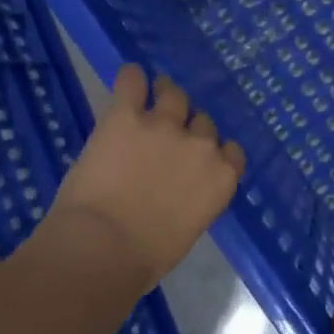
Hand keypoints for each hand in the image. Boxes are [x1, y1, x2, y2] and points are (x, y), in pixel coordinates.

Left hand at [46, 65, 245, 288]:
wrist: (103, 249)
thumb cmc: (146, 257)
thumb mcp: (188, 229)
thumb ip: (193, 199)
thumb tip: (178, 192)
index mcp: (221, 178)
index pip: (230, 150)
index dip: (212, 151)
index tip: (197, 158)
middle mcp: (201, 145)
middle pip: (203, 122)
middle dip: (188, 127)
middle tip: (168, 135)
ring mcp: (164, 125)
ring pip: (174, 94)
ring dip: (165, 95)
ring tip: (152, 97)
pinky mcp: (126, 116)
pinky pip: (133, 82)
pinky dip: (132, 77)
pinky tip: (130, 76)